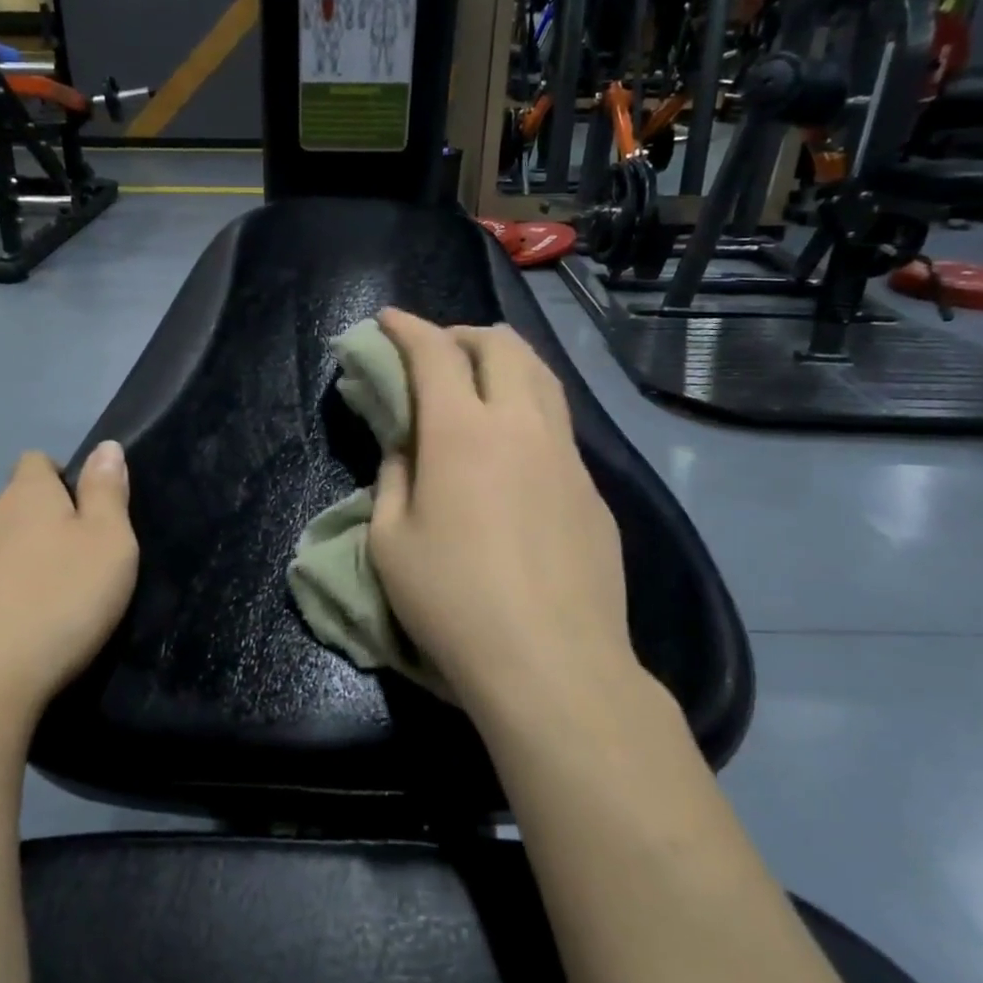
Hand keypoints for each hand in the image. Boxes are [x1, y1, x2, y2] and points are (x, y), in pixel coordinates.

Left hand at [0, 445, 137, 744]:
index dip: (57, 479)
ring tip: (27, 616)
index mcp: (23, 498)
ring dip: (0, 572)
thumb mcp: (109, 546)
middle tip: (61, 573)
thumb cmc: (56, 606)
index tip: (78, 513)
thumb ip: (108, 494)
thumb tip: (106, 446)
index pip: (35, 462)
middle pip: (4, 511)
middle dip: (29, 531)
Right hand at [368, 311, 640, 715]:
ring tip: (482, 378)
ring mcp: (566, 454)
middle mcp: (520, 425)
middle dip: (462, 333)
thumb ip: (394, 479)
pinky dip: (530, 409)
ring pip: (542, 376)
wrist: (552, 663)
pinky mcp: (593, 488)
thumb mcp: (391, 542)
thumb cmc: (453, 603)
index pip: (433, 353)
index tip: (388, 319)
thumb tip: (407, 449)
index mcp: (462, 432)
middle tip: (438, 351)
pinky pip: (559, 424)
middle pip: (500, 344)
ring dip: (506, 360)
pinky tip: (517, 447)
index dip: (407, 328)